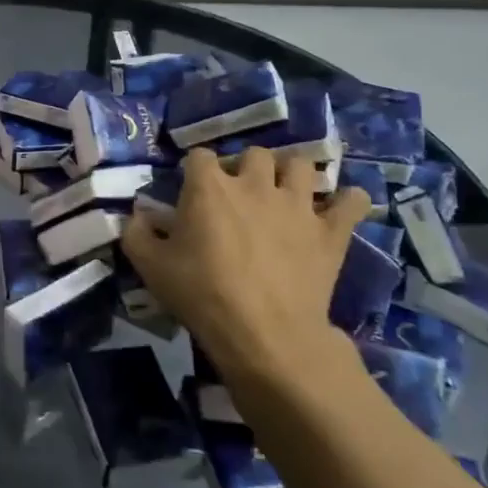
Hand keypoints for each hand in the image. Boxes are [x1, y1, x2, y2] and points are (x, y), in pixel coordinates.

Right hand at [121, 147, 370, 389]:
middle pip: (254, 153)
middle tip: (239, 195)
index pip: (199, 156)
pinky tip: (338, 209)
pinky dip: (347, 201)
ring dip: (292, 175)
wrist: (264, 334)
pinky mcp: (330, 231)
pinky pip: (352, 201)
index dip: (195, 171)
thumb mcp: (150, 266)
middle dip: (246, 168)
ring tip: (284, 195)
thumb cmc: (201, 295)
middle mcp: (255, 184)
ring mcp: (297, 204)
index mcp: (209, 187)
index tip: (191, 191)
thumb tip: (137, 215)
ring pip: (301, 165)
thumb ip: (136, 233)